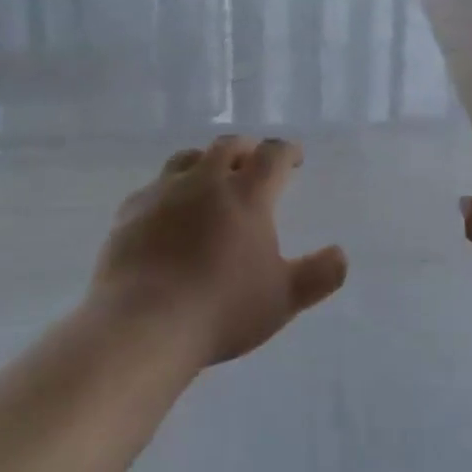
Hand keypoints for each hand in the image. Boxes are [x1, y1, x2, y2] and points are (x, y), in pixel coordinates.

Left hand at [93, 135, 347, 364]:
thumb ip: (318, 275)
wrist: (144, 325)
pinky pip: (153, 188)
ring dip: (205, 161)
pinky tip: (167, 212)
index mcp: (247, 193)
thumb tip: (341, 255)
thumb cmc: (222, 309)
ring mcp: (164, 192)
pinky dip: (169, 191)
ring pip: (188, 159)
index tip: (294, 157)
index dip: (287, 151)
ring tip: (210, 178)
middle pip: (228, 146)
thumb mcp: (283, 299)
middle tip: (253, 161)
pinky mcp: (130, 212)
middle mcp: (206, 180)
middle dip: (246, 149)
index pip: (273, 155)